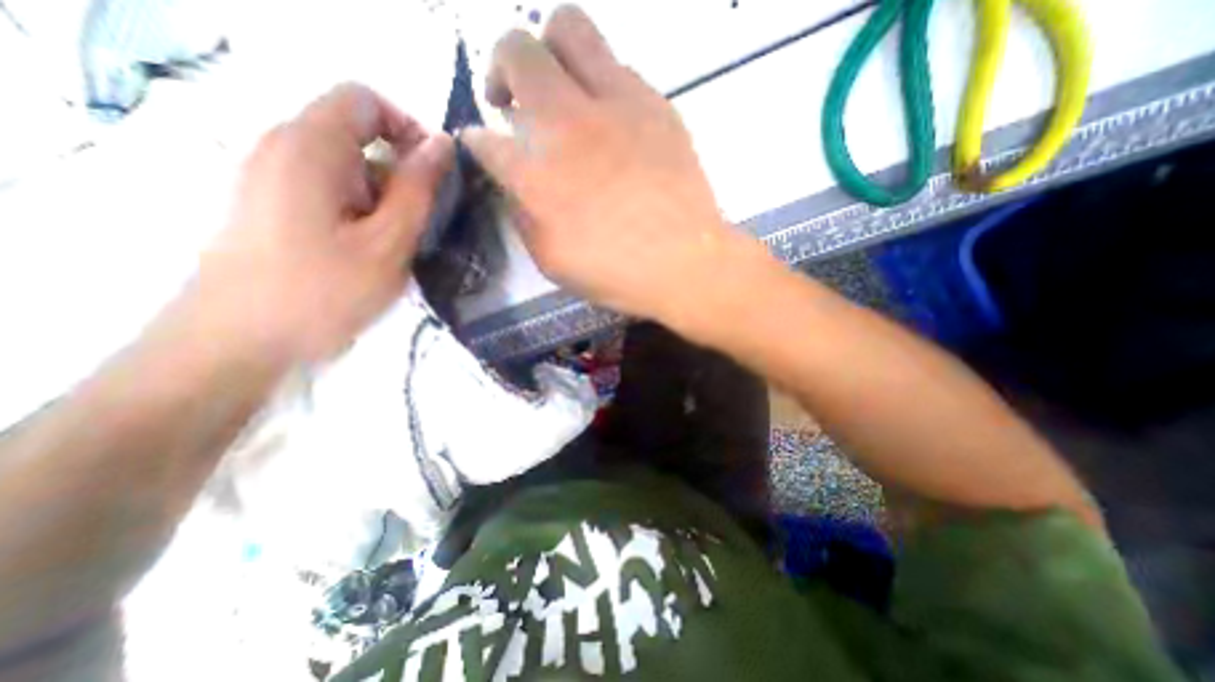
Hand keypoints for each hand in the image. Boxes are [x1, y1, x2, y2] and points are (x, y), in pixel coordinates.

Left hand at [198, 82, 452, 364]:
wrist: (238, 340)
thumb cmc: (323, 290)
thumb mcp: (388, 241)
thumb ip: (418, 188)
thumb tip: (442, 144)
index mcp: (310, 146)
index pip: (364, 100)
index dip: (407, 127)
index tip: (432, 174)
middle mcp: (281, 145)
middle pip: (354, 131)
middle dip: (397, 169)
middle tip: (417, 220)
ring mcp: (268, 173)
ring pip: (343, 162)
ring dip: (380, 192)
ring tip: (393, 240)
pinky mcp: (267, 201)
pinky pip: (325, 184)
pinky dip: (357, 204)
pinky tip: (364, 245)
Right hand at [467, 6, 766, 325]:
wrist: (683, 263)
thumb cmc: (615, 273)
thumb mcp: (551, 260)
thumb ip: (523, 216)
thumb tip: (515, 185)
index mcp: (535, 174)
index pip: (485, 139)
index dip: (477, 142)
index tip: (483, 146)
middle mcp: (566, 124)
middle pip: (515, 51)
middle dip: (502, 69)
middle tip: (513, 101)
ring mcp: (615, 104)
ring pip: (569, 28)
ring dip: (550, 51)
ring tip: (558, 88)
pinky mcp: (655, 104)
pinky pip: (618, 66)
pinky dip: (601, 84)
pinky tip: (609, 120)